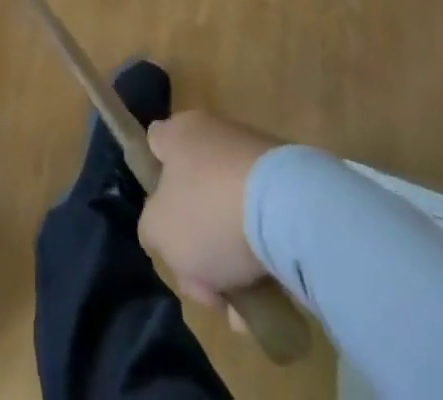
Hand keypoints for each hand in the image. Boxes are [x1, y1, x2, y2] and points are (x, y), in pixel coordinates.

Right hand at [139, 110, 279, 308]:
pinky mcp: (290, 182)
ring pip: (230, 213)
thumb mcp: (159, 230)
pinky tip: (267, 298)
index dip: (154, 180)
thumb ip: (151, 229)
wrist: (291, 211)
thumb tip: (163, 231)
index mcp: (178, 132)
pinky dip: (262, 257)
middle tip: (204, 286)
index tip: (164, 221)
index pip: (155, 144)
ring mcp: (254, 155)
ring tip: (241, 308)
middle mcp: (214, 133)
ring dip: (232, 260)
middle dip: (197, 243)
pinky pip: (265, 223)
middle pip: (194, 191)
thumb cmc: (209, 212)